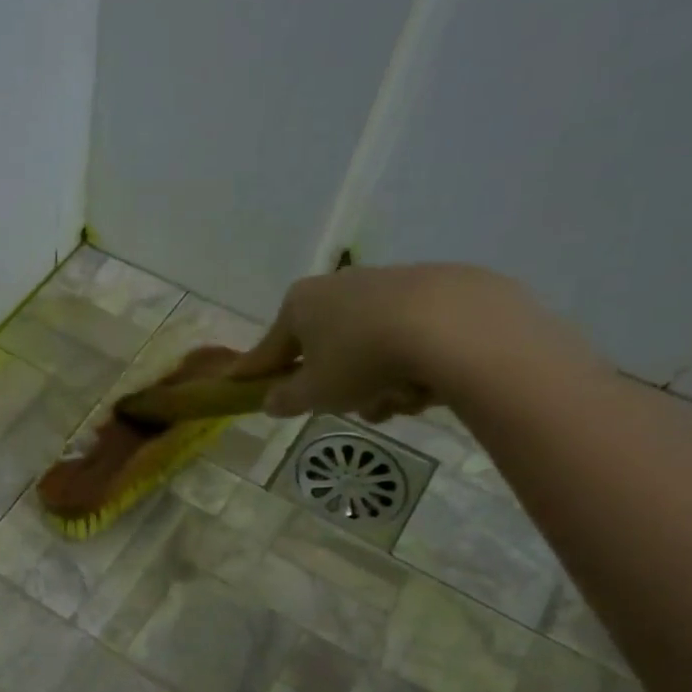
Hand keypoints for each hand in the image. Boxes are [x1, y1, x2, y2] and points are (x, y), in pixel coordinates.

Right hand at [234, 263, 577, 420]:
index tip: (238, 382)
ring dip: (377, 382)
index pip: (270, 347)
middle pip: (326, 349)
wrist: (454, 327)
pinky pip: (408, 338)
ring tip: (398, 401)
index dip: (255, 371)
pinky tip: (428, 383)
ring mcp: (389, 283)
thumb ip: (287, 399)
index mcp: (301, 303)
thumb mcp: (315, 393)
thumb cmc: (362, 359)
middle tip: (352, 408)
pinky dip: (411, 364)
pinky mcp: (437, 290)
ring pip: (369, 348)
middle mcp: (340, 285)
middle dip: (338, 385)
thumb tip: (271, 401)